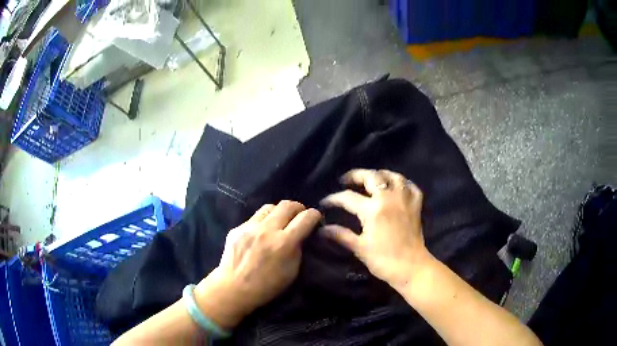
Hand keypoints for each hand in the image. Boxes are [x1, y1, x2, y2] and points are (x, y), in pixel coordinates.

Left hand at [194, 201, 321, 329]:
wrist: (233, 289)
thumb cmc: (266, 286)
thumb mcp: (292, 272)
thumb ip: (298, 249)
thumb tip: (301, 235)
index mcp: (284, 243)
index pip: (305, 218)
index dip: (315, 215)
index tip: (316, 218)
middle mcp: (267, 230)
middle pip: (287, 205)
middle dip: (299, 208)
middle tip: (300, 216)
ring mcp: (249, 227)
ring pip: (270, 206)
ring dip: (280, 211)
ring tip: (281, 220)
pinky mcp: (237, 228)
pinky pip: (254, 217)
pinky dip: (263, 221)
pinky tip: (262, 232)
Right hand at [320, 169, 429, 288]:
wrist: (411, 267)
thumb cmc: (383, 260)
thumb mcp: (359, 247)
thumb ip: (340, 235)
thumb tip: (322, 230)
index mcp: (372, 210)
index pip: (348, 197)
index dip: (334, 199)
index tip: (325, 202)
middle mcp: (389, 198)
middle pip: (372, 176)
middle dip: (356, 175)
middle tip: (347, 180)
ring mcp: (405, 200)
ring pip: (394, 176)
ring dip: (380, 174)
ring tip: (372, 179)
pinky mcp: (416, 206)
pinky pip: (411, 186)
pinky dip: (403, 183)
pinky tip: (396, 187)